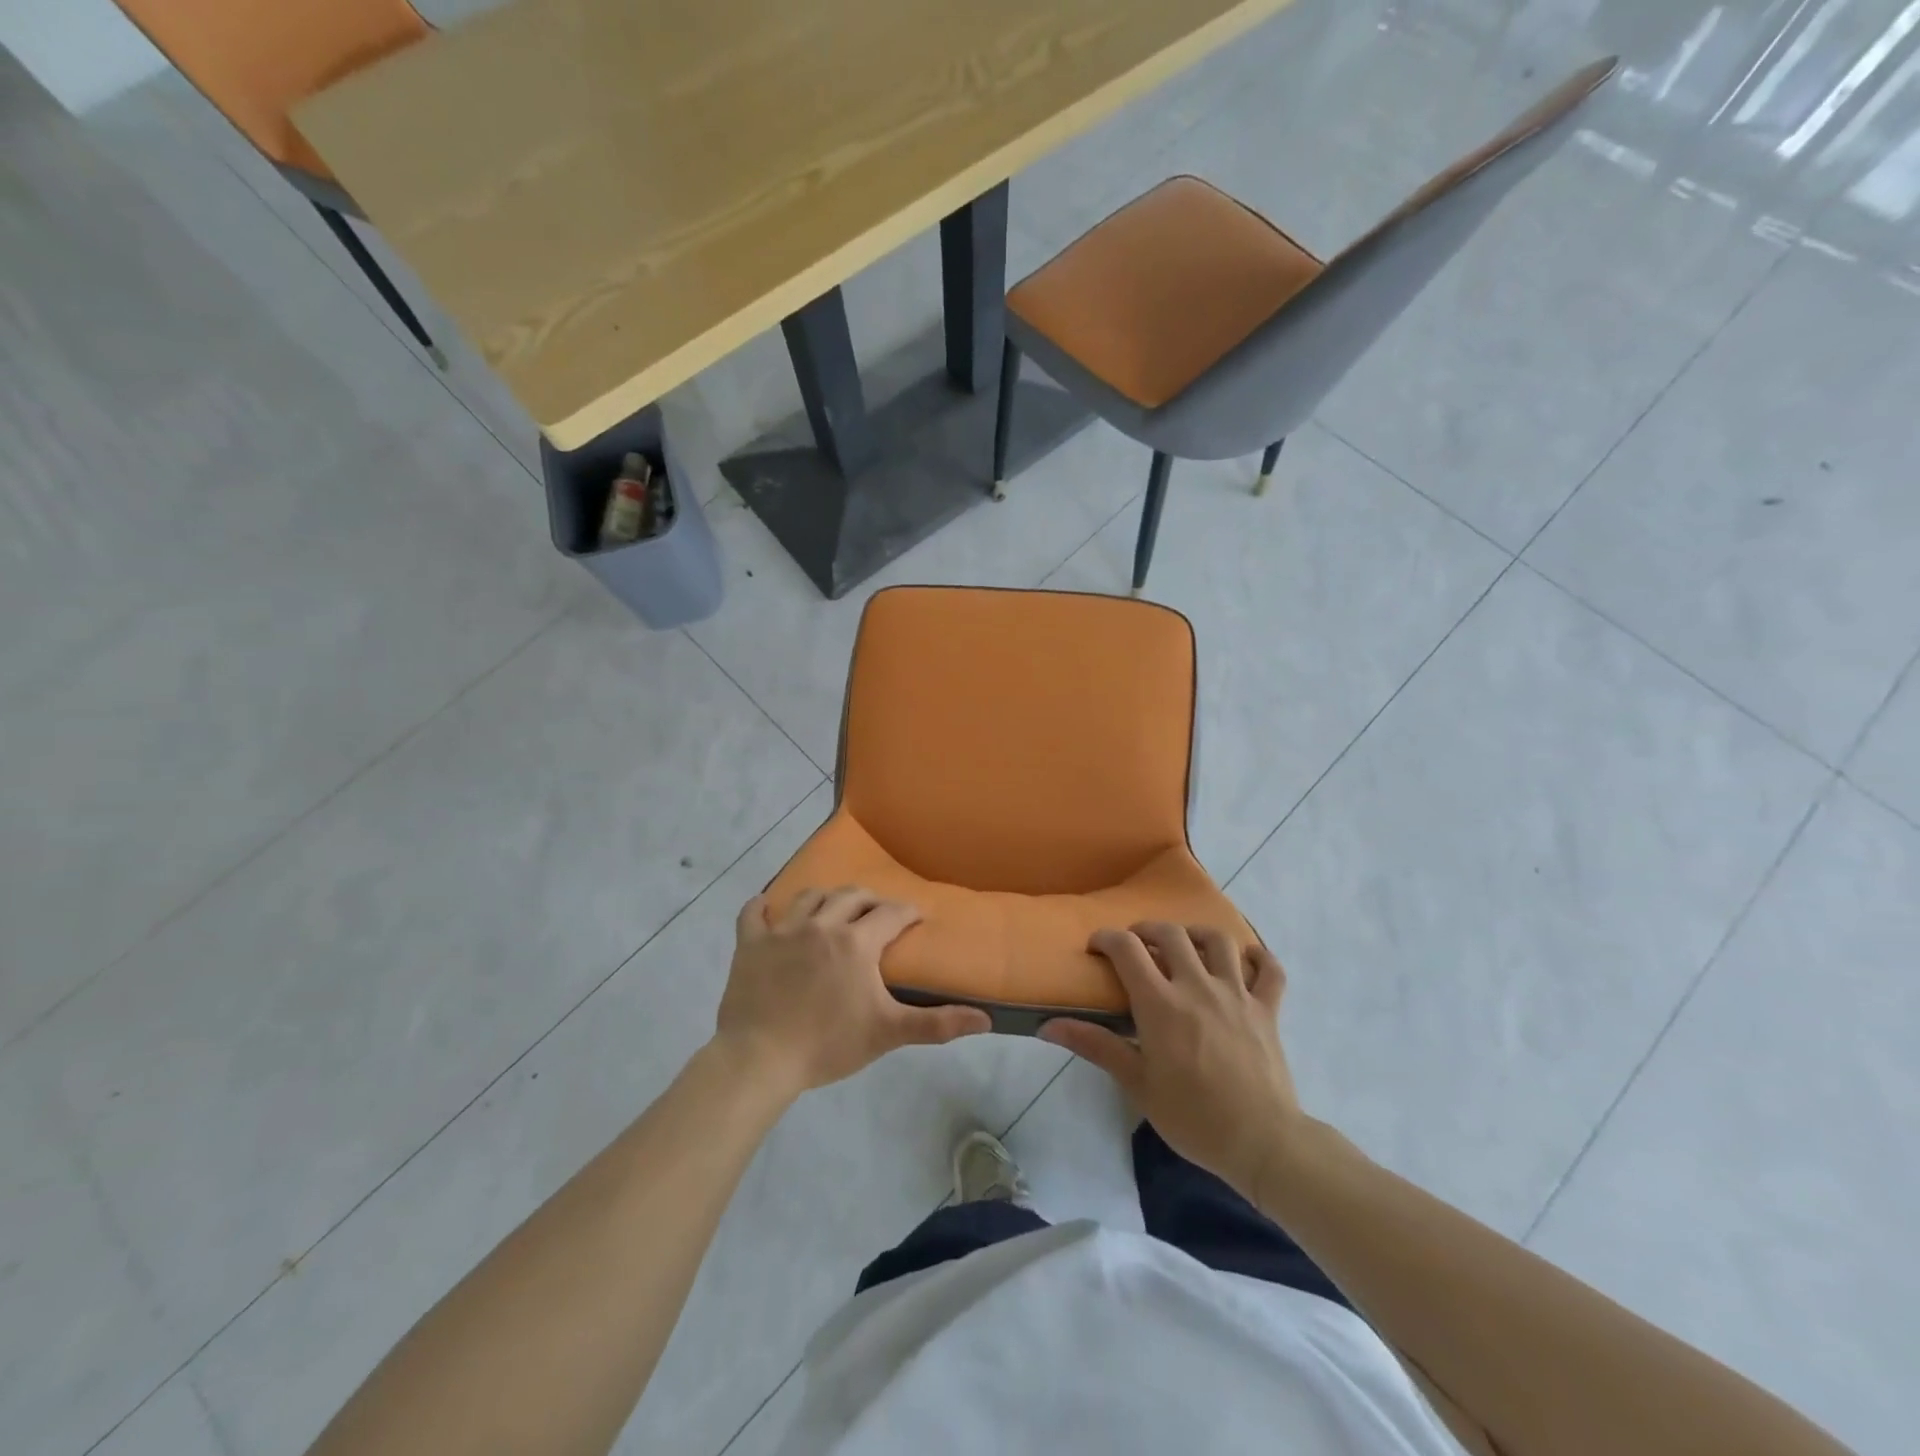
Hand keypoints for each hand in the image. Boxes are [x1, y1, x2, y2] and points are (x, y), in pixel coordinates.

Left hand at [714, 887, 991, 1099]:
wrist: (760, 1059)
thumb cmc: (828, 1044)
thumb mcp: (887, 1033)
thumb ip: (937, 1023)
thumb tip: (985, 1020)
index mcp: (856, 942)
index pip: (890, 914)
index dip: (907, 912)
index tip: (916, 916)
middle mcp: (821, 924)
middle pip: (851, 896)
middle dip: (870, 900)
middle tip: (878, 911)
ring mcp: (782, 931)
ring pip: (809, 898)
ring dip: (826, 898)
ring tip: (833, 909)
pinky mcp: (750, 944)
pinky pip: (753, 913)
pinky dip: (761, 907)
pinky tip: (766, 907)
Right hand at [1041, 923, 1303, 1201]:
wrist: (1262, 1143)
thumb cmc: (1193, 1118)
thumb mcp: (1137, 1084)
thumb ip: (1095, 1046)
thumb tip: (1047, 1025)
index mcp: (1161, 1004)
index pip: (1127, 949)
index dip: (1107, 939)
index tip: (1097, 947)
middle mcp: (1198, 986)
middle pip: (1171, 934)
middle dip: (1147, 930)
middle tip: (1137, 946)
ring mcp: (1238, 994)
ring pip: (1219, 940)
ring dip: (1197, 935)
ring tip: (1186, 947)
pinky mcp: (1268, 1009)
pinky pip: (1269, 969)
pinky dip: (1257, 957)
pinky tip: (1243, 963)